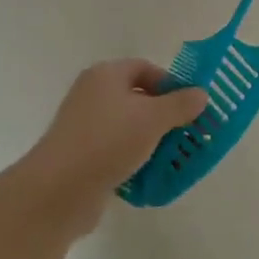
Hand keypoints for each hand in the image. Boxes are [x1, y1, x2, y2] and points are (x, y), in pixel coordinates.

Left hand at [20, 60, 207, 227]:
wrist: (58, 191)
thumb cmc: (108, 141)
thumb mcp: (153, 118)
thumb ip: (180, 104)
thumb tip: (201, 94)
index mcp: (105, 75)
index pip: (145, 68)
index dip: (170, 83)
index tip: (190, 105)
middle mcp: (92, 95)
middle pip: (137, 98)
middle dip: (164, 115)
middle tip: (187, 132)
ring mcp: (84, 127)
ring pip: (128, 128)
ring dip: (151, 141)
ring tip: (174, 157)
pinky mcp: (81, 157)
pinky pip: (115, 152)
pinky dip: (134, 161)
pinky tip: (150, 176)